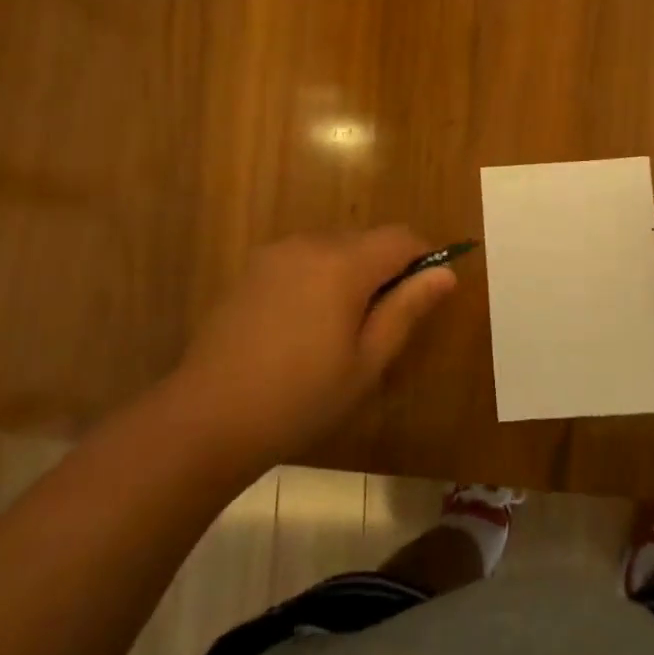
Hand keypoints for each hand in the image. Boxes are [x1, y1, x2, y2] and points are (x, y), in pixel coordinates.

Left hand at [171, 228, 456, 469]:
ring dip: (349, 275)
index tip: (423, 297)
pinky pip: (302, 261)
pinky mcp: (251, 270)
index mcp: (344, 262)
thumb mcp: (367, 360)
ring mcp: (275, 254)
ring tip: (337, 332)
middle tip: (379, 328)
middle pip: (365, 240)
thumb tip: (445, 273)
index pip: (401, 237)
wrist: (208, 417)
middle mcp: (309, 243)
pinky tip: (301, 328)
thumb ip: (407, 308)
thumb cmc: (301, 396)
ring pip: (333, 249)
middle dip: (384, 271)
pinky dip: (317, 279)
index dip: (423, 259)